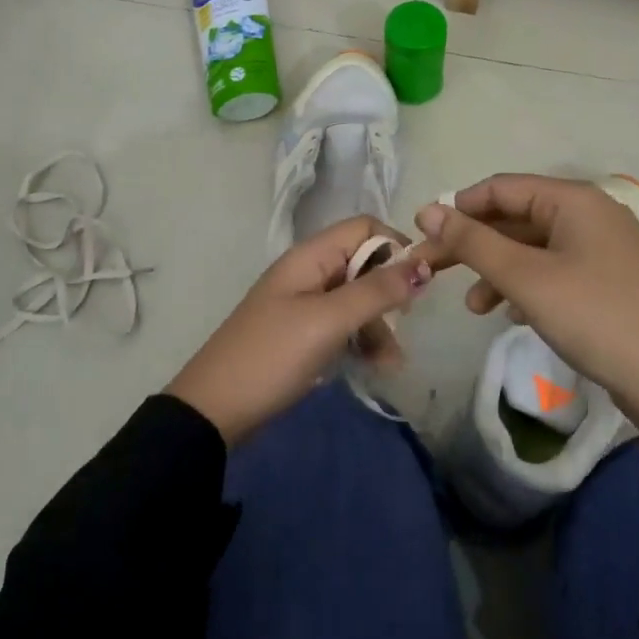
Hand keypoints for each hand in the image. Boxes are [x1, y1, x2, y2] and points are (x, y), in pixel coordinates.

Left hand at [166, 216, 430, 445]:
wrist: (215, 410)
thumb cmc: (273, 356)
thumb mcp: (328, 321)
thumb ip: (376, 291)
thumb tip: (423, 264)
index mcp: (310, 257)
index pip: (363, 228)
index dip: (395, 246)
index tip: (419, 280)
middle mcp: (308, 272)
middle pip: (363, 264)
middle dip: (389, 293)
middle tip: (406, 324)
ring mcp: (304, 305)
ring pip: (357, 300)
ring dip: (379, 326)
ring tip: (391, 363)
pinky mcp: (302, 334)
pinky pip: (342, 326)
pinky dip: (362, 342)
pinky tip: (375, 367)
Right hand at [413, 174, 638, 412]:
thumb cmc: (595, 317)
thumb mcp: (526, 277)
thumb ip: (473, 241)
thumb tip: (428, 210)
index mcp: (575, 199)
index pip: (501, 187)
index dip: (458, 208)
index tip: (421, 235)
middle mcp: (592, 214)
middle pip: (517, 217)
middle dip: (474, 244)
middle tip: (432, 270)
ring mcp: (606, 249)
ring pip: (535, 248)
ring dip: (498, 270)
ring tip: (474, 307)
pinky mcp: (612, 281)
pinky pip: (556, 270)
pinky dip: (528, 286)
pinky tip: (514, 315)